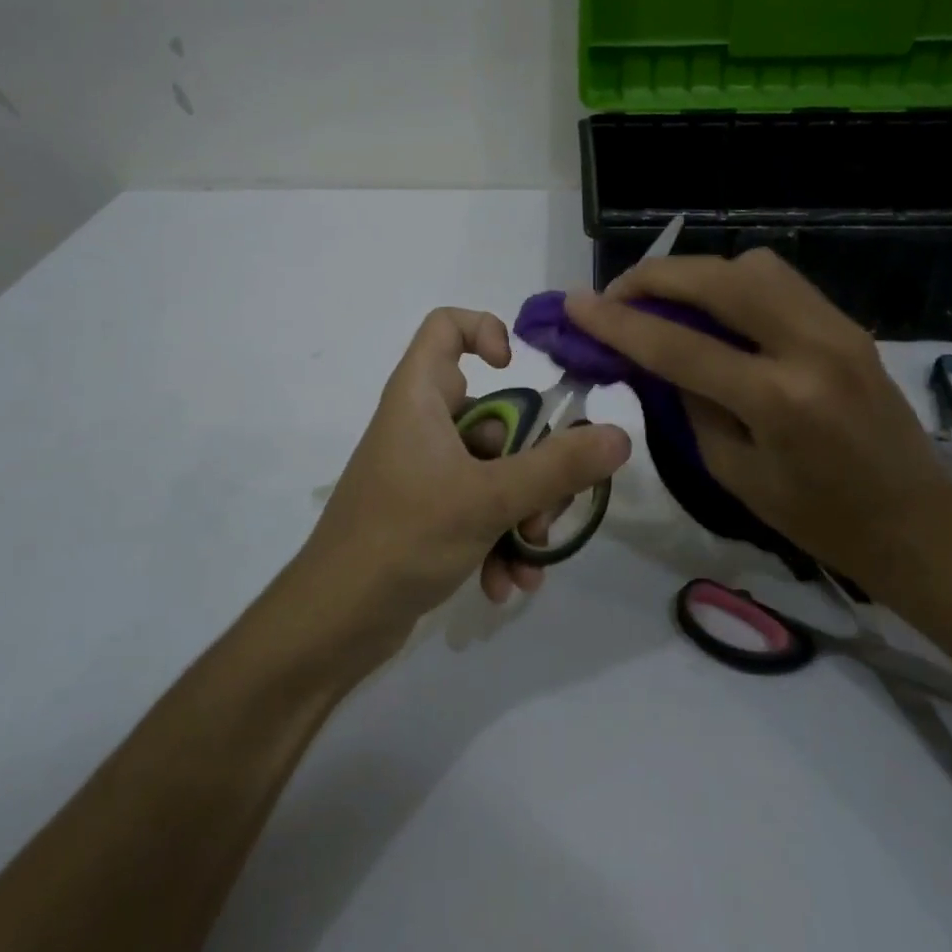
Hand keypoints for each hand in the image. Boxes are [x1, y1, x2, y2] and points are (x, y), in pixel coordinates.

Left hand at [302, 308, 630, 642]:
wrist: (333, 624)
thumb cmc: (403, 538)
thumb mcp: (488, 499)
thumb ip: (557, 468)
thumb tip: (619, 435)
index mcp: (420, 397)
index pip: (444, 327)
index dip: (484, 331)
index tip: (518, 370)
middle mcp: (421, 425)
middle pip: (495, 417)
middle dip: (531, 468)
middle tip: (547, 508)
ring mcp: (423, 471)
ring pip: (493, 471)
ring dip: (520, 515)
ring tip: (528, 559)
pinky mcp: (425, 513)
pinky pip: (476, 509)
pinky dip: (496, 540)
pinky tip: (506, 586)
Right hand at [563, 251, 951, 590]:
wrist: (916, 522)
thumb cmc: (817, 517)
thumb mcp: (733, 471)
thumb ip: (690, 402)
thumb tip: (654, 352)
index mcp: (777, 400)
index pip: (678, 344)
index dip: (617, 321)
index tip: (575, 303)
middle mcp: (810, 346)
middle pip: (717, 280)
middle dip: (654, 277)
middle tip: (617, 294)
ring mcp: (836, 326)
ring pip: (751, 264)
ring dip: (697, 273)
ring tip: (665, 298)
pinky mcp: (847, 322)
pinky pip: (779, 279)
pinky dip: (733, 281)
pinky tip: (715, 306)